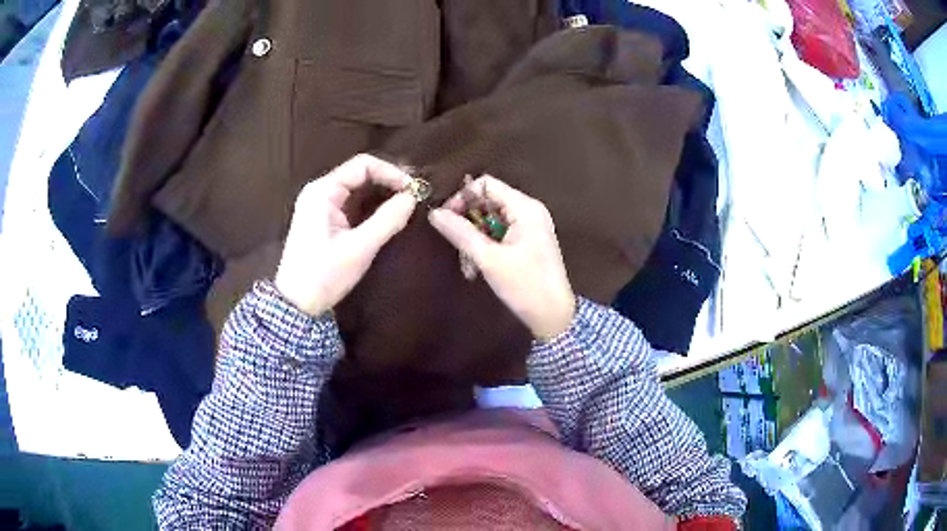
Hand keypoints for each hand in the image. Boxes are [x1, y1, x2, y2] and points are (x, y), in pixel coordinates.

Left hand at [275, 154, 415, 315]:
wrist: (297, 304)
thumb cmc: (324, 275)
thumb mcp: (359, 248)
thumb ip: (388, 219)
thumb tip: (413, 197)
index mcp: (323, 191)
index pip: (363, 165)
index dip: (392, 172)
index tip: (414, 189)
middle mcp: (320, 190)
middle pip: (360, 173)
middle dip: (388, 181)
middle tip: (415, 194)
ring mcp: (320, 204)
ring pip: (357, 188)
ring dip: (382, 193)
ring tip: (407, 203)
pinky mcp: (324, 218)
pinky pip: (352, 202)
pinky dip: (371, 205)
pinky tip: (389, 213)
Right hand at [428, 175, 575, 340]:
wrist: (554, 317)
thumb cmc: (525, 285)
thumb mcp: (488, 259)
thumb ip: (461, 233)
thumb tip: (435, 214)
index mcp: (525, 208)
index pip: (486, 185)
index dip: (463, 197)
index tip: (446, 218)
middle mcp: (529, 211)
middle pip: (488, 202)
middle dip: (467, 222)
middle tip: (455, 245)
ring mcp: (529, 228)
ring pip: (490, 221)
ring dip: (474, 239)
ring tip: (467, 265)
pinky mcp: (527, 243)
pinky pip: (499, 235)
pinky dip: (485, 248)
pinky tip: (477, 268)